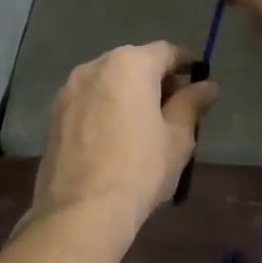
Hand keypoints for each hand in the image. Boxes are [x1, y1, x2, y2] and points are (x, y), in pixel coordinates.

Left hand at [27, 42, 217, 231]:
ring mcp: (68, 91)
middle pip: (133, 63)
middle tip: (175, 107)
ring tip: (145, 124)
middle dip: (156, 79)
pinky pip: (89, 102)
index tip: (199, 77)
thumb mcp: (178, 138)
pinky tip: (116, 137)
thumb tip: (207, 85)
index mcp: (129, 64)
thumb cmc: (140, 169)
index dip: (186, 62)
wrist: (81, 211)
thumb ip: (192, 104)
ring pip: (107, 82)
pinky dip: (106, 109)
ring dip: (128, 93)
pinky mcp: (53, 116)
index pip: (165, 51)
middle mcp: (94, 67)